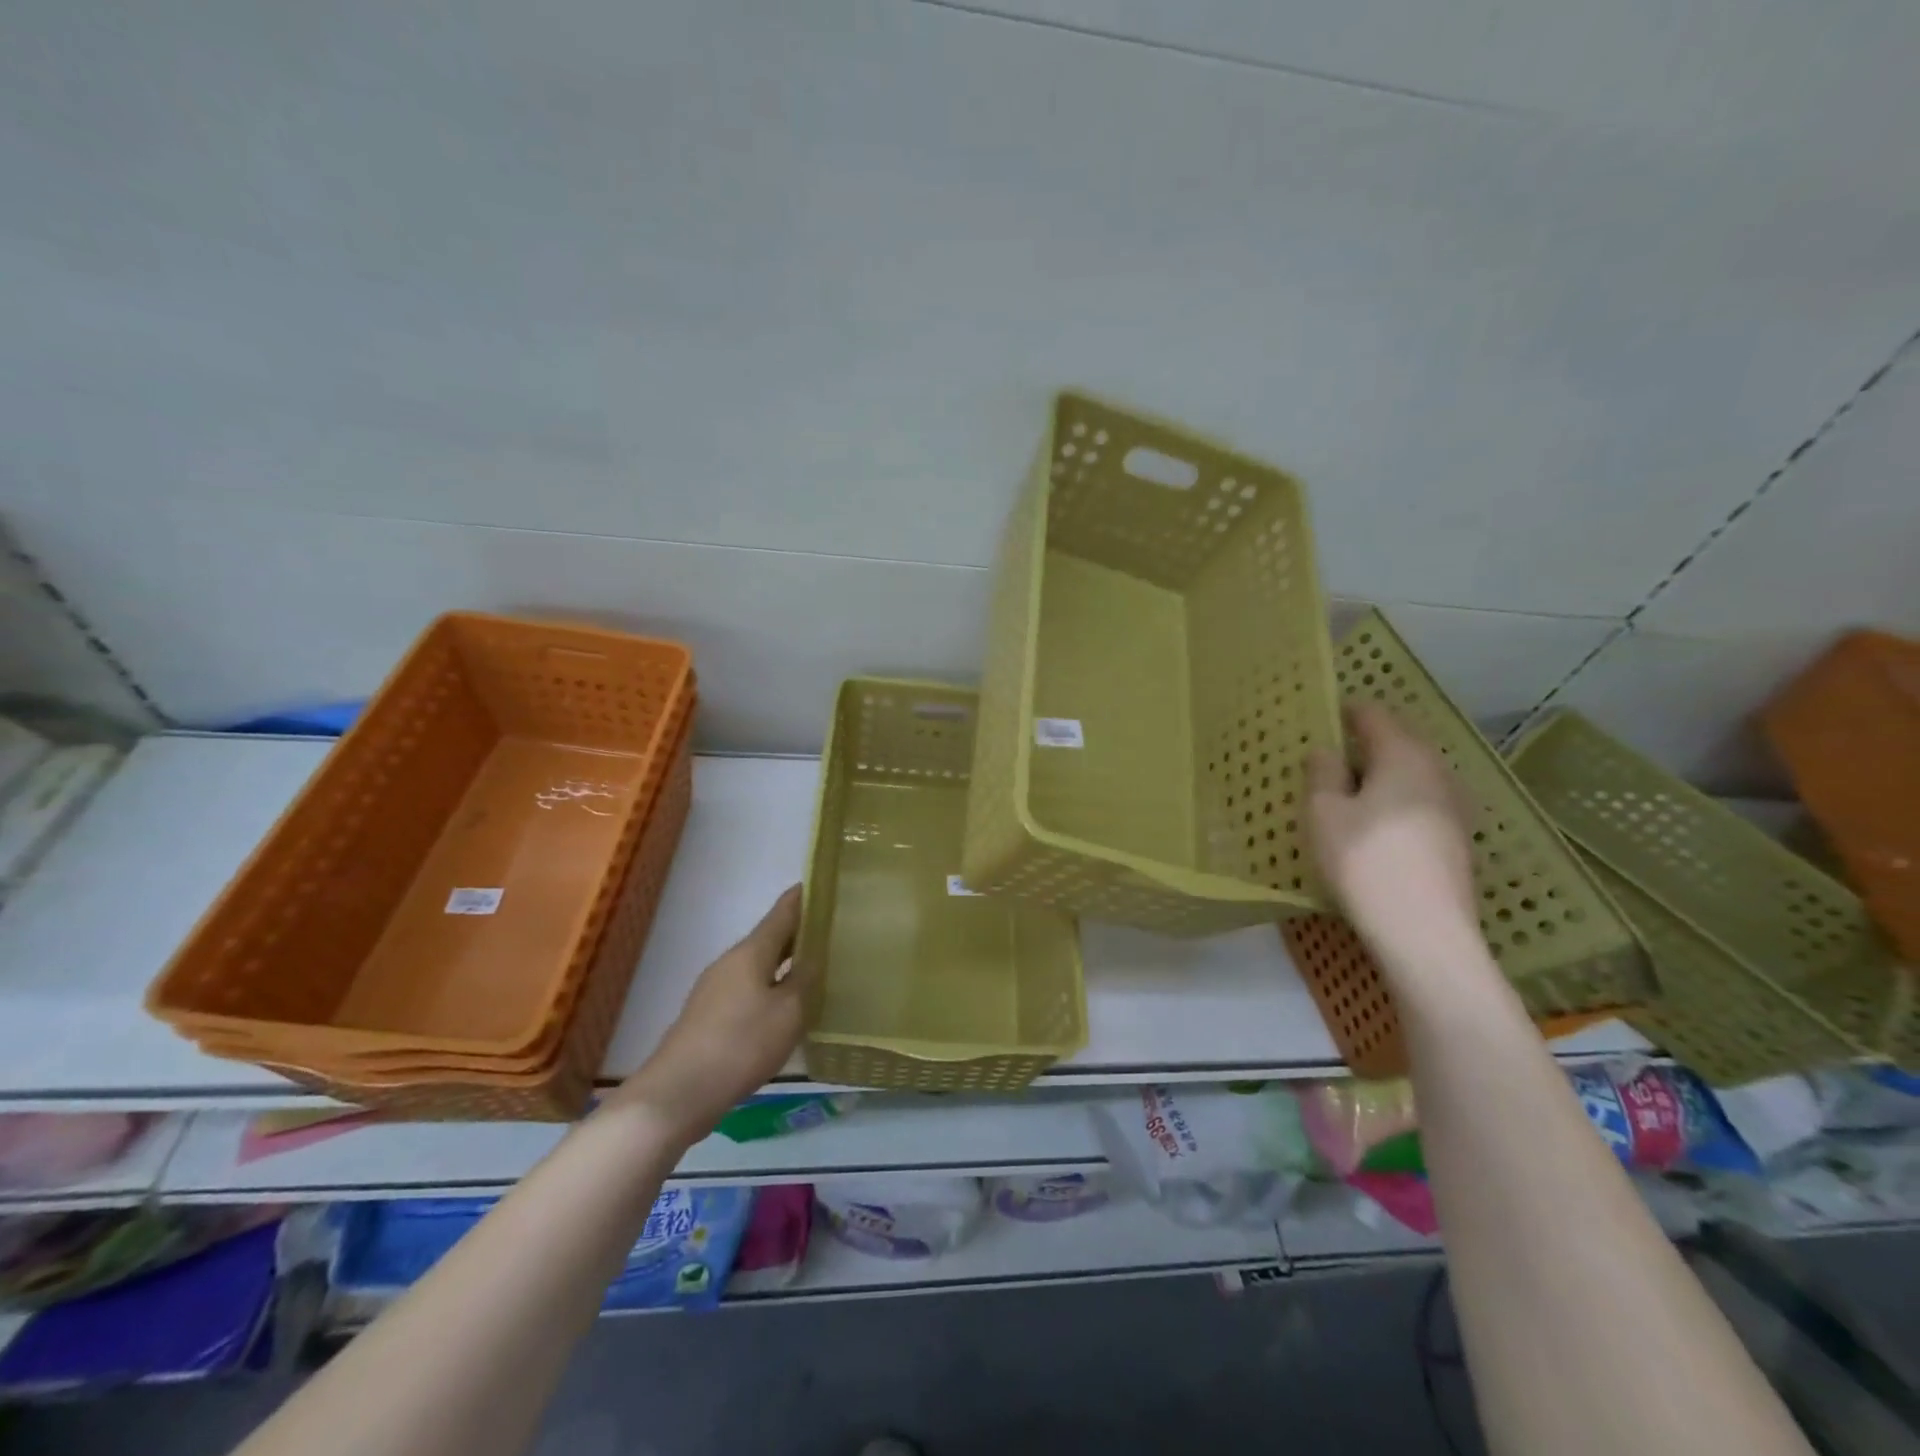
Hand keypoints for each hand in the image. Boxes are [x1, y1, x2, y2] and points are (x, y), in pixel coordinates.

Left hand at [608, 886, 806, 1142]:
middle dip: (800, 932)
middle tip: (834, 931)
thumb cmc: (741, 1045)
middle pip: (770, 937)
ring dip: (786, 961)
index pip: (783, 911)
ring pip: (759, 965)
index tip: (826, 885)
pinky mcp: (709, 1016)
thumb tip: (814, 956)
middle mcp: (730, 962)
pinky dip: (771, 986)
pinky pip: (748, 988)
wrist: (678, 1093)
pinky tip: (785, 1006)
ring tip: (816, 968)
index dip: (805, 897)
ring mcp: (715, 989)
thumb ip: (805, 980)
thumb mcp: (788, 1013)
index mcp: (751, 951)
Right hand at [1305, 704, 1482, 978]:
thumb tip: (1328, 751)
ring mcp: (1453, 808)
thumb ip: (1322, 774)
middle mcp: (1436, 772)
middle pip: (1398, 742)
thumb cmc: (1365, 861)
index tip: (1321, 716)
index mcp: (1403, 755)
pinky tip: (1373, 826)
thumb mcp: (1323, 813)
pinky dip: (1394, 803)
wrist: (1425, 932)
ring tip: (1346, 792)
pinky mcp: (1455, 840)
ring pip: (1410, 776)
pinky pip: (1418, 804)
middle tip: (1327, 757)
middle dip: (1364, 744)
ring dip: (1380, 777)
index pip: (1374, 715)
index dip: (1346, 711)